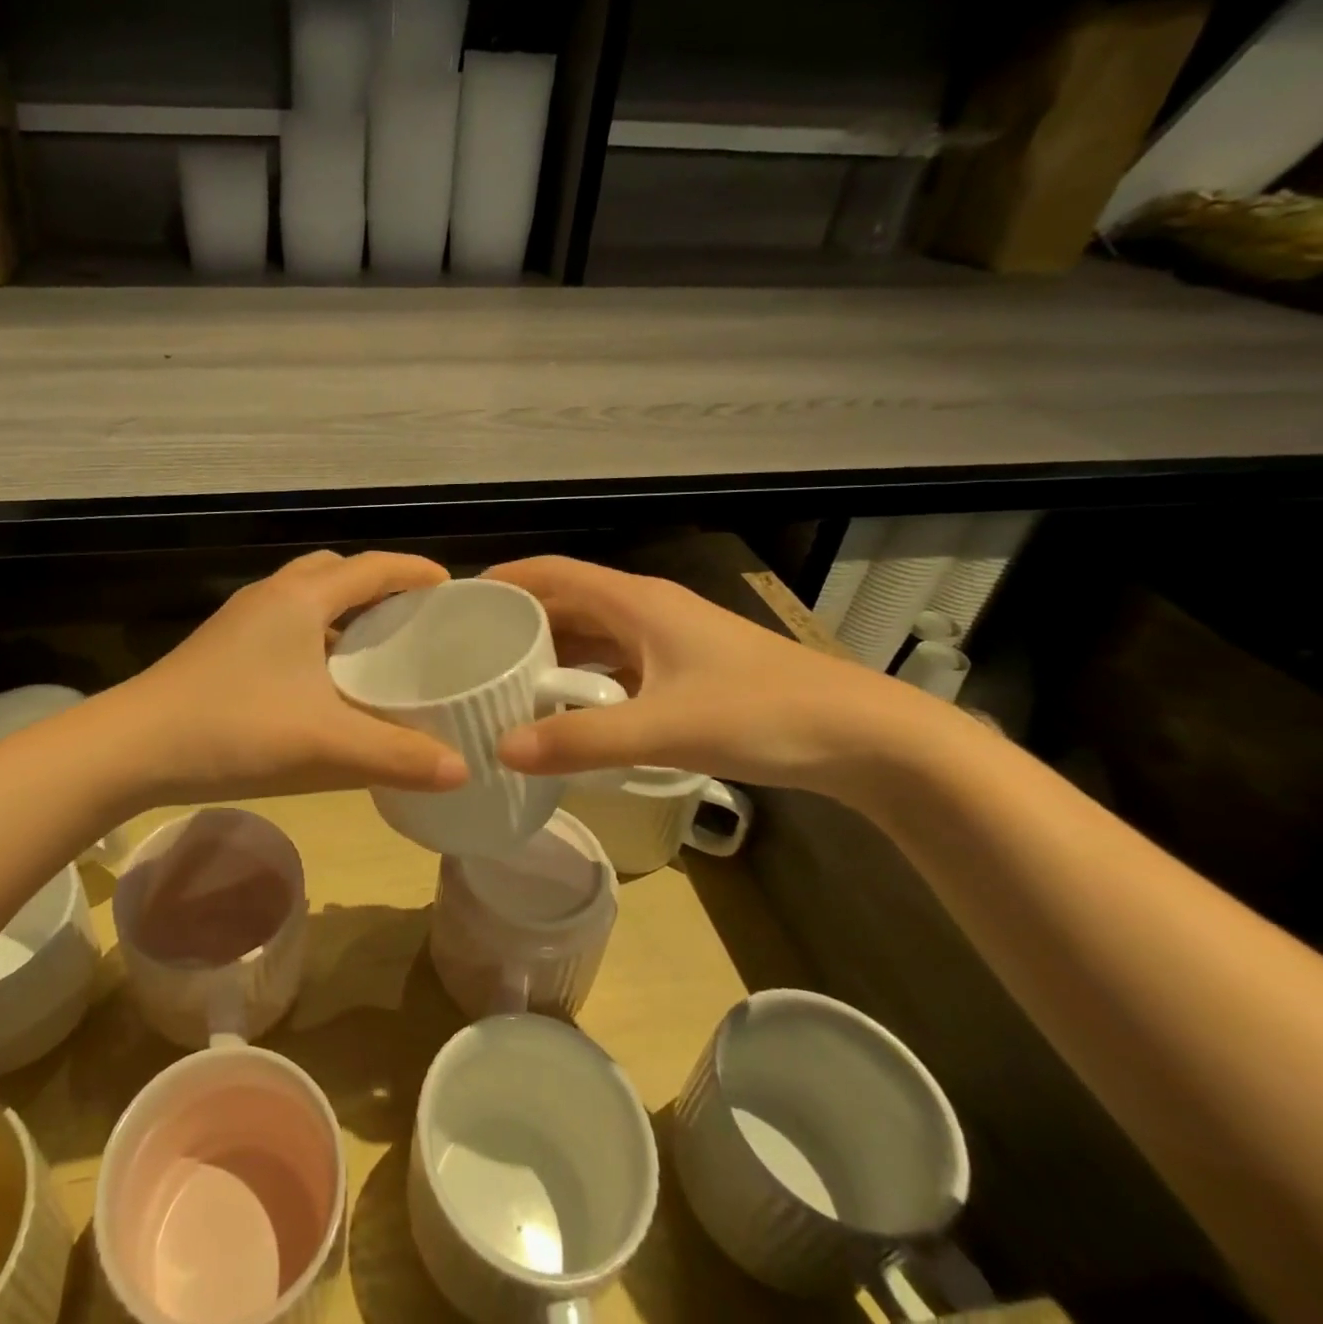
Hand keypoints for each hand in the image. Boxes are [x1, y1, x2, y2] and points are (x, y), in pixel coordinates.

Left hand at [108, 550, 470, 804]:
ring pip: (307, 597)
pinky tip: (323, 683)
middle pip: (337, 571)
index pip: (373, 567)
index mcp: (302, 598)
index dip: (416, 571)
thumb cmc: (236, 731)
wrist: (133, 748)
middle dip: (378, 586)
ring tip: (375, 650)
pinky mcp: (223, 645)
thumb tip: (463, 769)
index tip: (452, 587)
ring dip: (343, 612)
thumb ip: (398, 757)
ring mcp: (241, 619)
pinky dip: (316, 636)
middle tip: (412, 621)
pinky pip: (285, 623)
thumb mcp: (327, 746)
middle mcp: (272, 595)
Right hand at [483, 555, 927, 796]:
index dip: (507, 578)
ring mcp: (670, 641)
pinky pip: (615, 664)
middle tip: (470, 650)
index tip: (460, 600)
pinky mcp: (685, 670)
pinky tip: (565, 709)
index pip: (555, 573)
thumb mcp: (663, 729)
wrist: (862, 736)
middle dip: (520, 621)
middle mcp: (648, 611)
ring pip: (593, 636)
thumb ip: (581, 741)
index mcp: (637, 602)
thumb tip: (501, 751)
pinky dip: (583, 679)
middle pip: (568, 603)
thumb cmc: (760, 713)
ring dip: (550, 653)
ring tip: (504, 679)